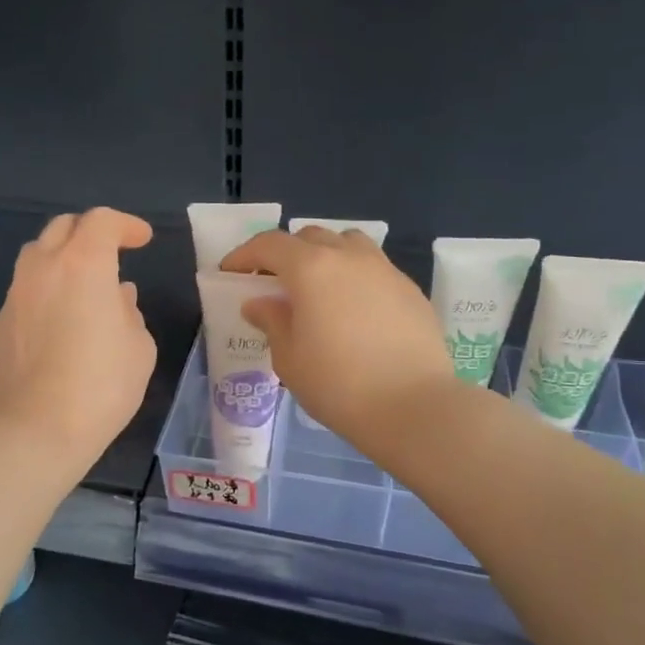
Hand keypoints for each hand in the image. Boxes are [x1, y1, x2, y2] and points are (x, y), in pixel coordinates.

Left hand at [0, 208, 156, 476]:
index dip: (125, 224)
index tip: (142, 240)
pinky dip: (47, 288)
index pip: (102, 221)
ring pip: (37, 254)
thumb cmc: (101, 385)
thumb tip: (117, 297)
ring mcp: (16, 295)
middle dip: (90, 231)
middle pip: (62, 227)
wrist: (37, 429)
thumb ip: (129, 312)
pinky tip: (61, 317)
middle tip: (112, 251)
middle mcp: (44, 268)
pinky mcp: (1, 323)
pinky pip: (26, 289)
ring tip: (82, 282)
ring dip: (62, 256)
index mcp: (84, 264)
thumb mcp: (138, 348)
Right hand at [219, 225, 458, 450]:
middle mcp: (348, 257)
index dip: (245, 255)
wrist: (413, 406)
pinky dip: (354, 276)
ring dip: (324, 255)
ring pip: (347, 244)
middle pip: (309, 237)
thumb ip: (271, 322)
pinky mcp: (409, 289)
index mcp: (311, 268)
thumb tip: (259, 303)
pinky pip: (373, 268)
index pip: (269, 245)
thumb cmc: (338, 384)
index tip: (231, 272)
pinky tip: (353, 309)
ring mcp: (384, 269)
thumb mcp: (289, 358)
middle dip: (285, 254)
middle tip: (273, 283)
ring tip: (317, 287)